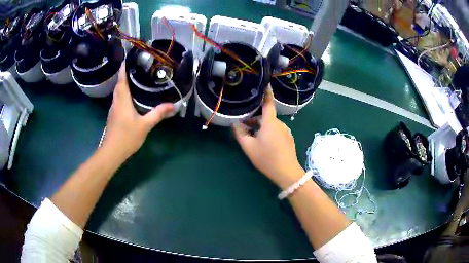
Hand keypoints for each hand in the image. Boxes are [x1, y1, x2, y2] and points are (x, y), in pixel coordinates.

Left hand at [101, 64, 173, 159]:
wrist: (112, 152)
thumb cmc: (127, 136)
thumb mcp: (145, 125)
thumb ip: (158, 114)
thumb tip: (173, 105)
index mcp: (122, 100)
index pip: (122, 80)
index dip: (124, 68)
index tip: (128, 57)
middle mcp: (116, 102)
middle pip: (119, 84)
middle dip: (124, 74)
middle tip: (135, 66)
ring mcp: (113, 110)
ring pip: (118, 92)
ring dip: (123, 84)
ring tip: (134, 78)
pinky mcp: (113, 117)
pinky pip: (118, 100)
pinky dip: (123, 94)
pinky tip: (130, 97)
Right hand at [233, 87, 304, 188]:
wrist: (287, 172)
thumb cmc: (267, 158)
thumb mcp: (249, 147)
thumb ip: (240, 134)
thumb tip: (235, 124)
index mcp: (270, 121)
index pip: (268, 102)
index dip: (266, 92)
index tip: (265, 83)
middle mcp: (280, 123)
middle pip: (266, 115)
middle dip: (255, 118)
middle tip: (244, 126)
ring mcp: (286, 131)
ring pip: (271, 124)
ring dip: (261, 126)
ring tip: (252, 137)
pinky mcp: (289, 138)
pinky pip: (277, 130)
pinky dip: (269, 132)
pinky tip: (264, 143)